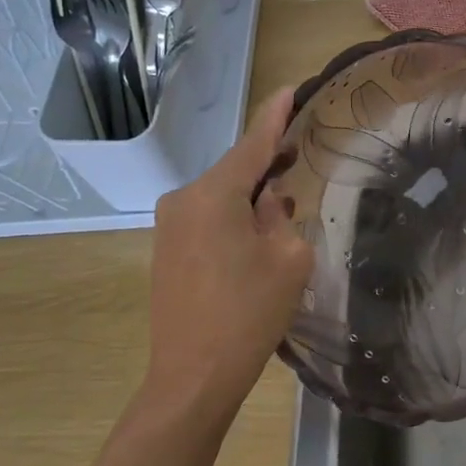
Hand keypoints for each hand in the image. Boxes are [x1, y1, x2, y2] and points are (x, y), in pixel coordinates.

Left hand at [142, 88, 313, 427]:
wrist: (193, 376)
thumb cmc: (248, 314)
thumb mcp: (287, 259)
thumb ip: (282, 217)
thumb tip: (268, 203)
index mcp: (214, 194)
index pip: (252, 144)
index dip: (274, 116)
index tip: (288, 89)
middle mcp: (183, 199)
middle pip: (234, 170)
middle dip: (267, 163)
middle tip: (299, 151)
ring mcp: (169, 226)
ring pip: (221, 196)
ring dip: (251, 196)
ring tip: (284, 201)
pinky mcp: (166, 250)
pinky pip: (207, 218)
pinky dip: (233, 217)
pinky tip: (256, 232)